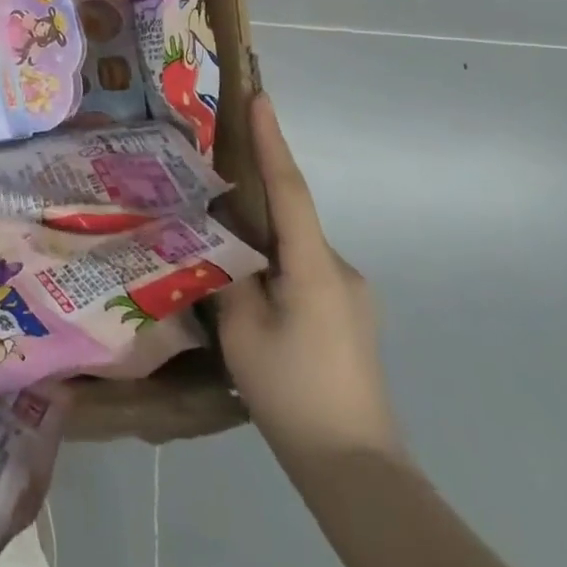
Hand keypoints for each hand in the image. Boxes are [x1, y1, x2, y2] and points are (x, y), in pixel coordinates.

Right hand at [214, 92, 401, 469]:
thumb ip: (226, 273)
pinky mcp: (348, 316)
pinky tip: (248, 293)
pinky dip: (273, 266)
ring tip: (219, 249)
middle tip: (211, 184)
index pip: (289, 188)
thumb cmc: (291, 393)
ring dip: (261, 240)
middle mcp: (340, 269)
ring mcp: (350, 294)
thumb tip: (216, 238)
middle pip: (289, 217)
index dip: (272, 140)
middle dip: (254, 195)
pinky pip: (303, 271)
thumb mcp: (241, 330)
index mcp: (314, 266)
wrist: (356, 469)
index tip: (258, 97)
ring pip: (293, 248)